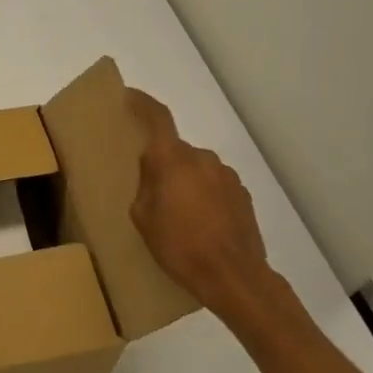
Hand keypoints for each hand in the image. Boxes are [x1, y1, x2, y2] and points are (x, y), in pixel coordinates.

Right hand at [127, 87, 277, 316]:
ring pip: (196, 169)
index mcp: (174, 160)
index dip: (142, 104)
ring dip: (185, 183)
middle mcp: (203, 159)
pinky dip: (203, 197)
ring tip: (178, 216)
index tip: (129, 96)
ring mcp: (227, 176)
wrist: (234, 276)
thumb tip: (154, 172)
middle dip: (163, 165)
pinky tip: (200, 225)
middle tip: (151, 193)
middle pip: (176, 151)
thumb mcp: (143, 218)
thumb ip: (145, 186)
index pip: (158, 118)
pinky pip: (214, 186)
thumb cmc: (179, 246)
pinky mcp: (243, 195)